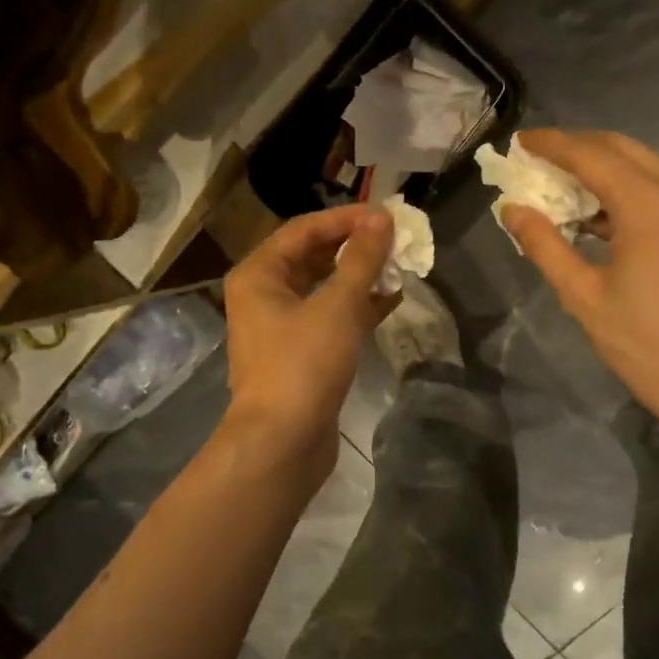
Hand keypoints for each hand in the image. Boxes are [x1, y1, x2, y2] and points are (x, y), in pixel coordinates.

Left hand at [221, 204, 396, 474]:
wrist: (283, 442)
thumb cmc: (303, 365)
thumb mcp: (337, 306)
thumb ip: (362, 260)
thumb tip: (382, 219)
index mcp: (259, 275)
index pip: (305, 230)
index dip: (346, 218)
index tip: (387, 216)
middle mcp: (265, 295)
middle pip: (313, 257)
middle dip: (355, 247)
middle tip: (396, 240)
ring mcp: (282, 327)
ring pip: (325, 288)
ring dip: (360, 277)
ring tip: (400, 266)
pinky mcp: (302, 354)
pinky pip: (332, 317)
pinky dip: (359, 307)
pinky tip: (392, 300)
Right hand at [502, 129, 658, 441]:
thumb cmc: (648, 346)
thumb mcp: (585, 298)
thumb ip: (545, 246)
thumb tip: (513, 209)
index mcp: (650, 205)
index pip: (591, 155)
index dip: (551, 144)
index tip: (519, 142)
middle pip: (621, 149)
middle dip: (577, 149)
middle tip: (536, 160)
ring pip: (644, 166)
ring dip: (602, 169)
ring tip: (560, 187)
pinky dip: (626, 191)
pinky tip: (597, 216)